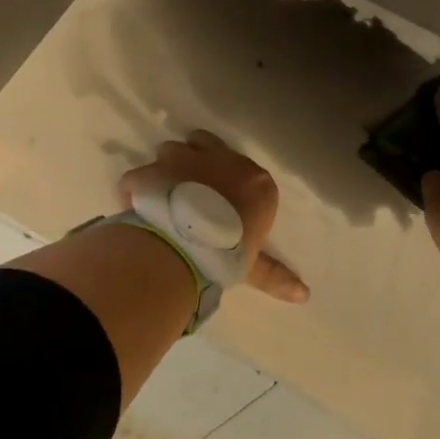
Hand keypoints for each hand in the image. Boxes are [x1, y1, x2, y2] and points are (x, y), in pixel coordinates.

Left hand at [119, 131, 309, 302]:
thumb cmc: (232, 249)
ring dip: (167, 169)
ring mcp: (181, 159)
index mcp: (253, 180)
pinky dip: (136, 189)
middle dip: (196, 158)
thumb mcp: (253, 265)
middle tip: (190, 187)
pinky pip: (139, 177)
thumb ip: (274, 275)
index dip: (228, 180)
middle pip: (203, 143)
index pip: (243, 168)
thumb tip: (304, 295)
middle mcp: (218, 159)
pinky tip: (136, 207)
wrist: (189, 242)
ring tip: (164, 197)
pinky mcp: (150, 171)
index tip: (220, 200)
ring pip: (170, 150)